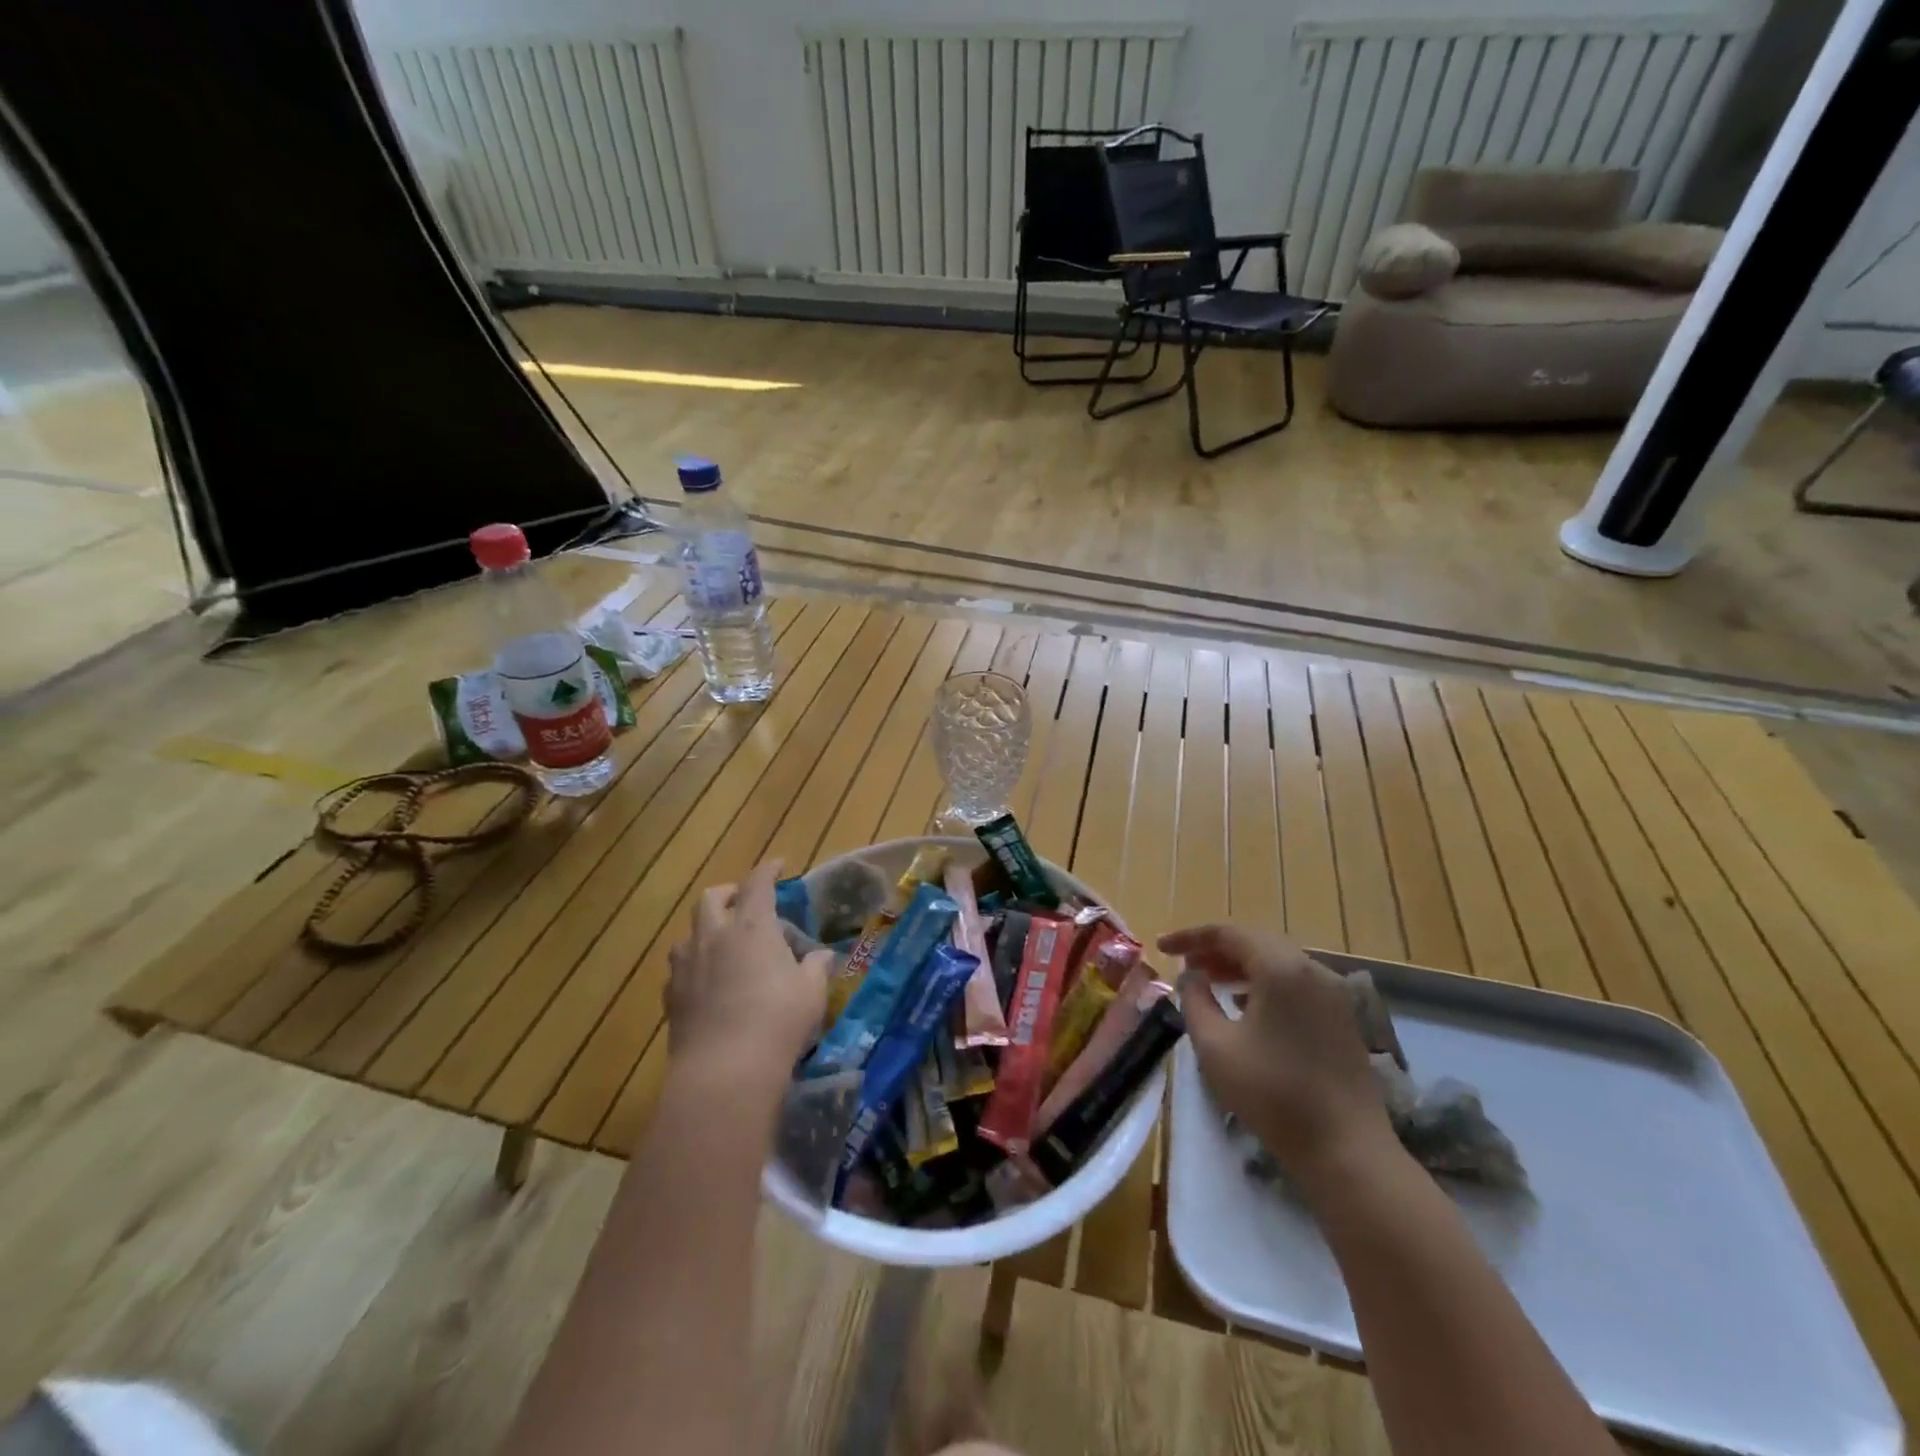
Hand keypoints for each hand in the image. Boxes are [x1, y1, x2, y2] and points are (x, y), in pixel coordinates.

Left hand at [667, 861, 830, 1085]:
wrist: (723, 1072)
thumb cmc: (777, 1022)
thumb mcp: (811, 993)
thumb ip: (816, 967)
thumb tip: (820, 956)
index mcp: (751, 926)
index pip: (757, 883)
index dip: (768, 870)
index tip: (778, 865)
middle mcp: (713, 936)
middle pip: (711, 898)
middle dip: (728, 893)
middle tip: (743, 903)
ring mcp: (686, 966)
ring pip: (688, 933)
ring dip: (705, 929)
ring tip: (722, 943)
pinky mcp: (670, 996)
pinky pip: (679, 968)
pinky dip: (693, 965)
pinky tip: (706, 983)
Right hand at [1160, 924, 1396, 1185]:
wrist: (1346, 1150)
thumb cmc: (1272, 1094)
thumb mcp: (1215, 1046)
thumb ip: (1194, 1000)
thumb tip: (1190, 976)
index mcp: (1281, 968)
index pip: (1228, 933)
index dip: (1190, 937)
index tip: (1161, 948)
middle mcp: (1312, 969)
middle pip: (1256, 942)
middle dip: (1216, 949)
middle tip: (1185, 964)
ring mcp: (1333, 994)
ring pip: (1278, 962)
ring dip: (1240, 966)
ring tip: (1209, 982)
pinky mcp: (1342, 1018)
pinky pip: (1296, 983)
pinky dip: (1265, 984)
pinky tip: (1245, 1007)